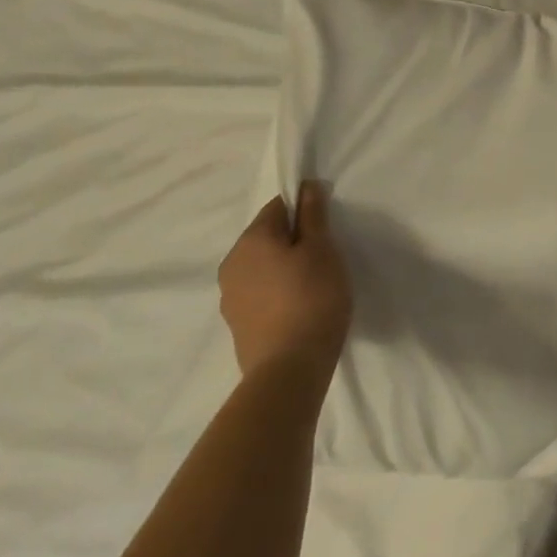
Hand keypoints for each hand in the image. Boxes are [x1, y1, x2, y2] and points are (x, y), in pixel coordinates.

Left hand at [218, 182, 351, 378]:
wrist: (289, 370)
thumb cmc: (312, 298)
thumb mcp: (322, 249)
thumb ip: (313, 215)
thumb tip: (306, 186)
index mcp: (250, 240)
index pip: (278, 206)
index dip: (305, 211)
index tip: (326, 230)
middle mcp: (231, 263)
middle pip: (268, 237)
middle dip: (294, 241)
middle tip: (325, 258)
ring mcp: (230, 297)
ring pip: (262, 267)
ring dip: (285, 268)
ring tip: (314, 285)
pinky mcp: (237, 325)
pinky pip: (260, 293)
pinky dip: (278, 293)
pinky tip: (299, 308)